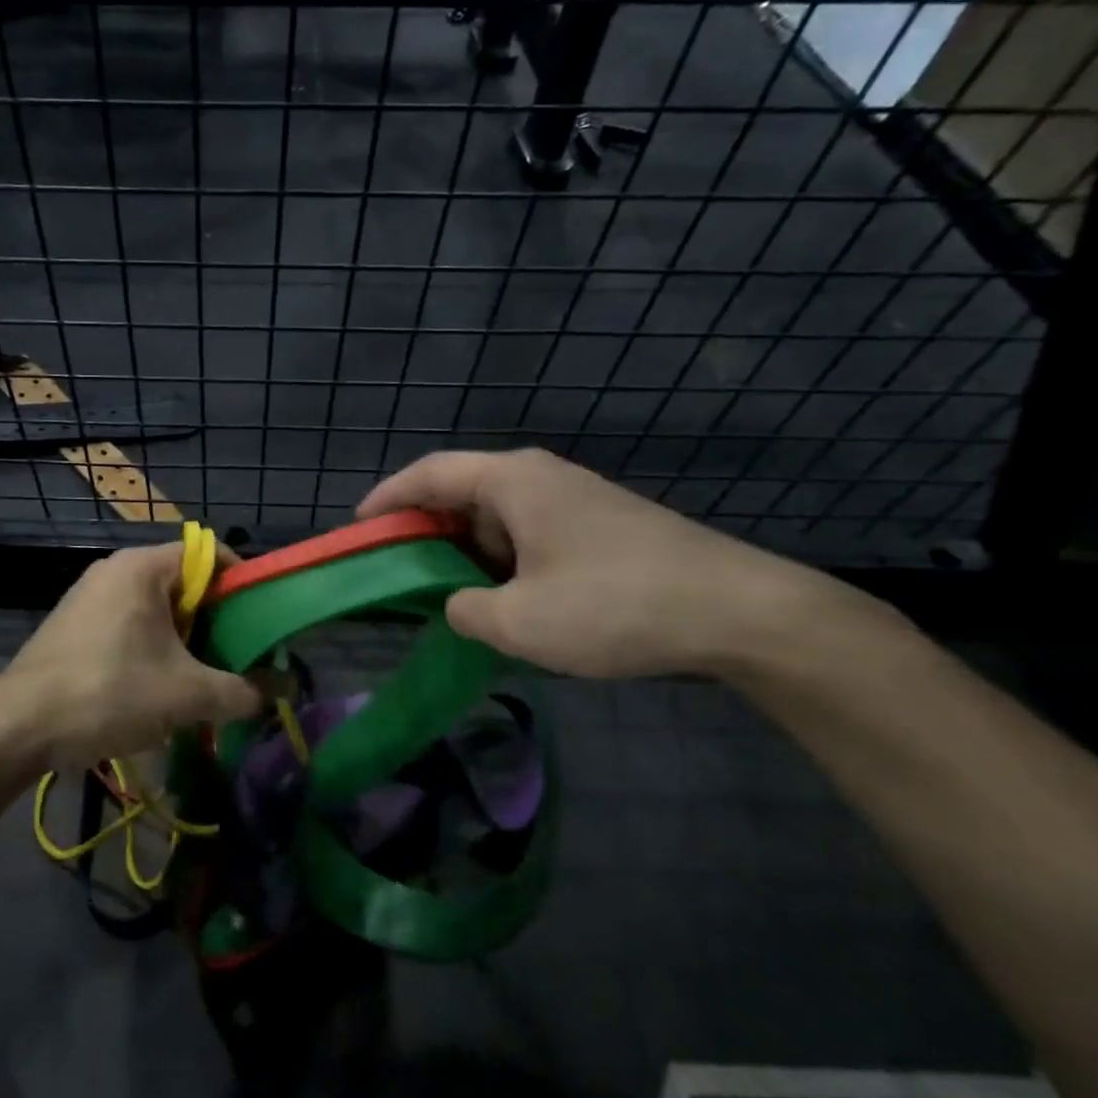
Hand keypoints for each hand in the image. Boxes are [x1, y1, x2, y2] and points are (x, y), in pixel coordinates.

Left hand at [0, 544, 263, 768]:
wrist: (18, 724)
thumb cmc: (109, 691)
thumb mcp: (185, 695)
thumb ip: (240, 692)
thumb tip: (278, 695)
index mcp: (143, 567)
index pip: (210, 553)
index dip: (242, 583)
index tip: (260, 622)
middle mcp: (115, 570)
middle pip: (184, 583)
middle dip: (215, 621)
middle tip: (236, 658)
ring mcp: (89, 597)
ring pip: (155, 609)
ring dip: (184, 641)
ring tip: (202, 680)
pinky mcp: (73, 625)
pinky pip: (128, 625)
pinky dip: (151, 649)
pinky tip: (157, 689)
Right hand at [359, 449, 855, 678]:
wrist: (741, 613)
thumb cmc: (615, 605)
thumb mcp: (519, 622)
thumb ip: (464, 611)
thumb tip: (457, 603)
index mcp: (511, 482)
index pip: (427, 474)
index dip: (385, 499)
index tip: (356, 530)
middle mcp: (539, 478)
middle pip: (460, 493)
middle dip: (422, 532)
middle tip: (394, 572)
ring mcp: (574, 500)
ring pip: (496, 519)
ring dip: (464, 553)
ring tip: (442, 594)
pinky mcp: (598, 528)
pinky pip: (528, 536)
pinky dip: (501, 563)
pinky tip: (502, 600)